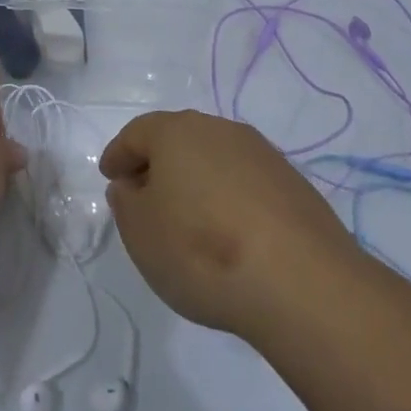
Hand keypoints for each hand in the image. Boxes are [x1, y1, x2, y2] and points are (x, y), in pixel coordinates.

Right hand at [100, 111, 359, 343]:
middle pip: (178, 139)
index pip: (137, 133)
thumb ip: (126, 202)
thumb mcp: (141, 233)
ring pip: (215, 158)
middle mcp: (220, 130)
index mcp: (177, 131)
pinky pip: (245, 182)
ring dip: (196, 180)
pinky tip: (228, 231)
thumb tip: (132, 185)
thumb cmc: (201, 250)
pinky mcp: (293, 183)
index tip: (109, 176)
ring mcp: (262, 154)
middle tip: (144, 194)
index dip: (118, 154)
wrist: (300, 281)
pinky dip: (228, 198)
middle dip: (158, 163)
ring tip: (187, 217)